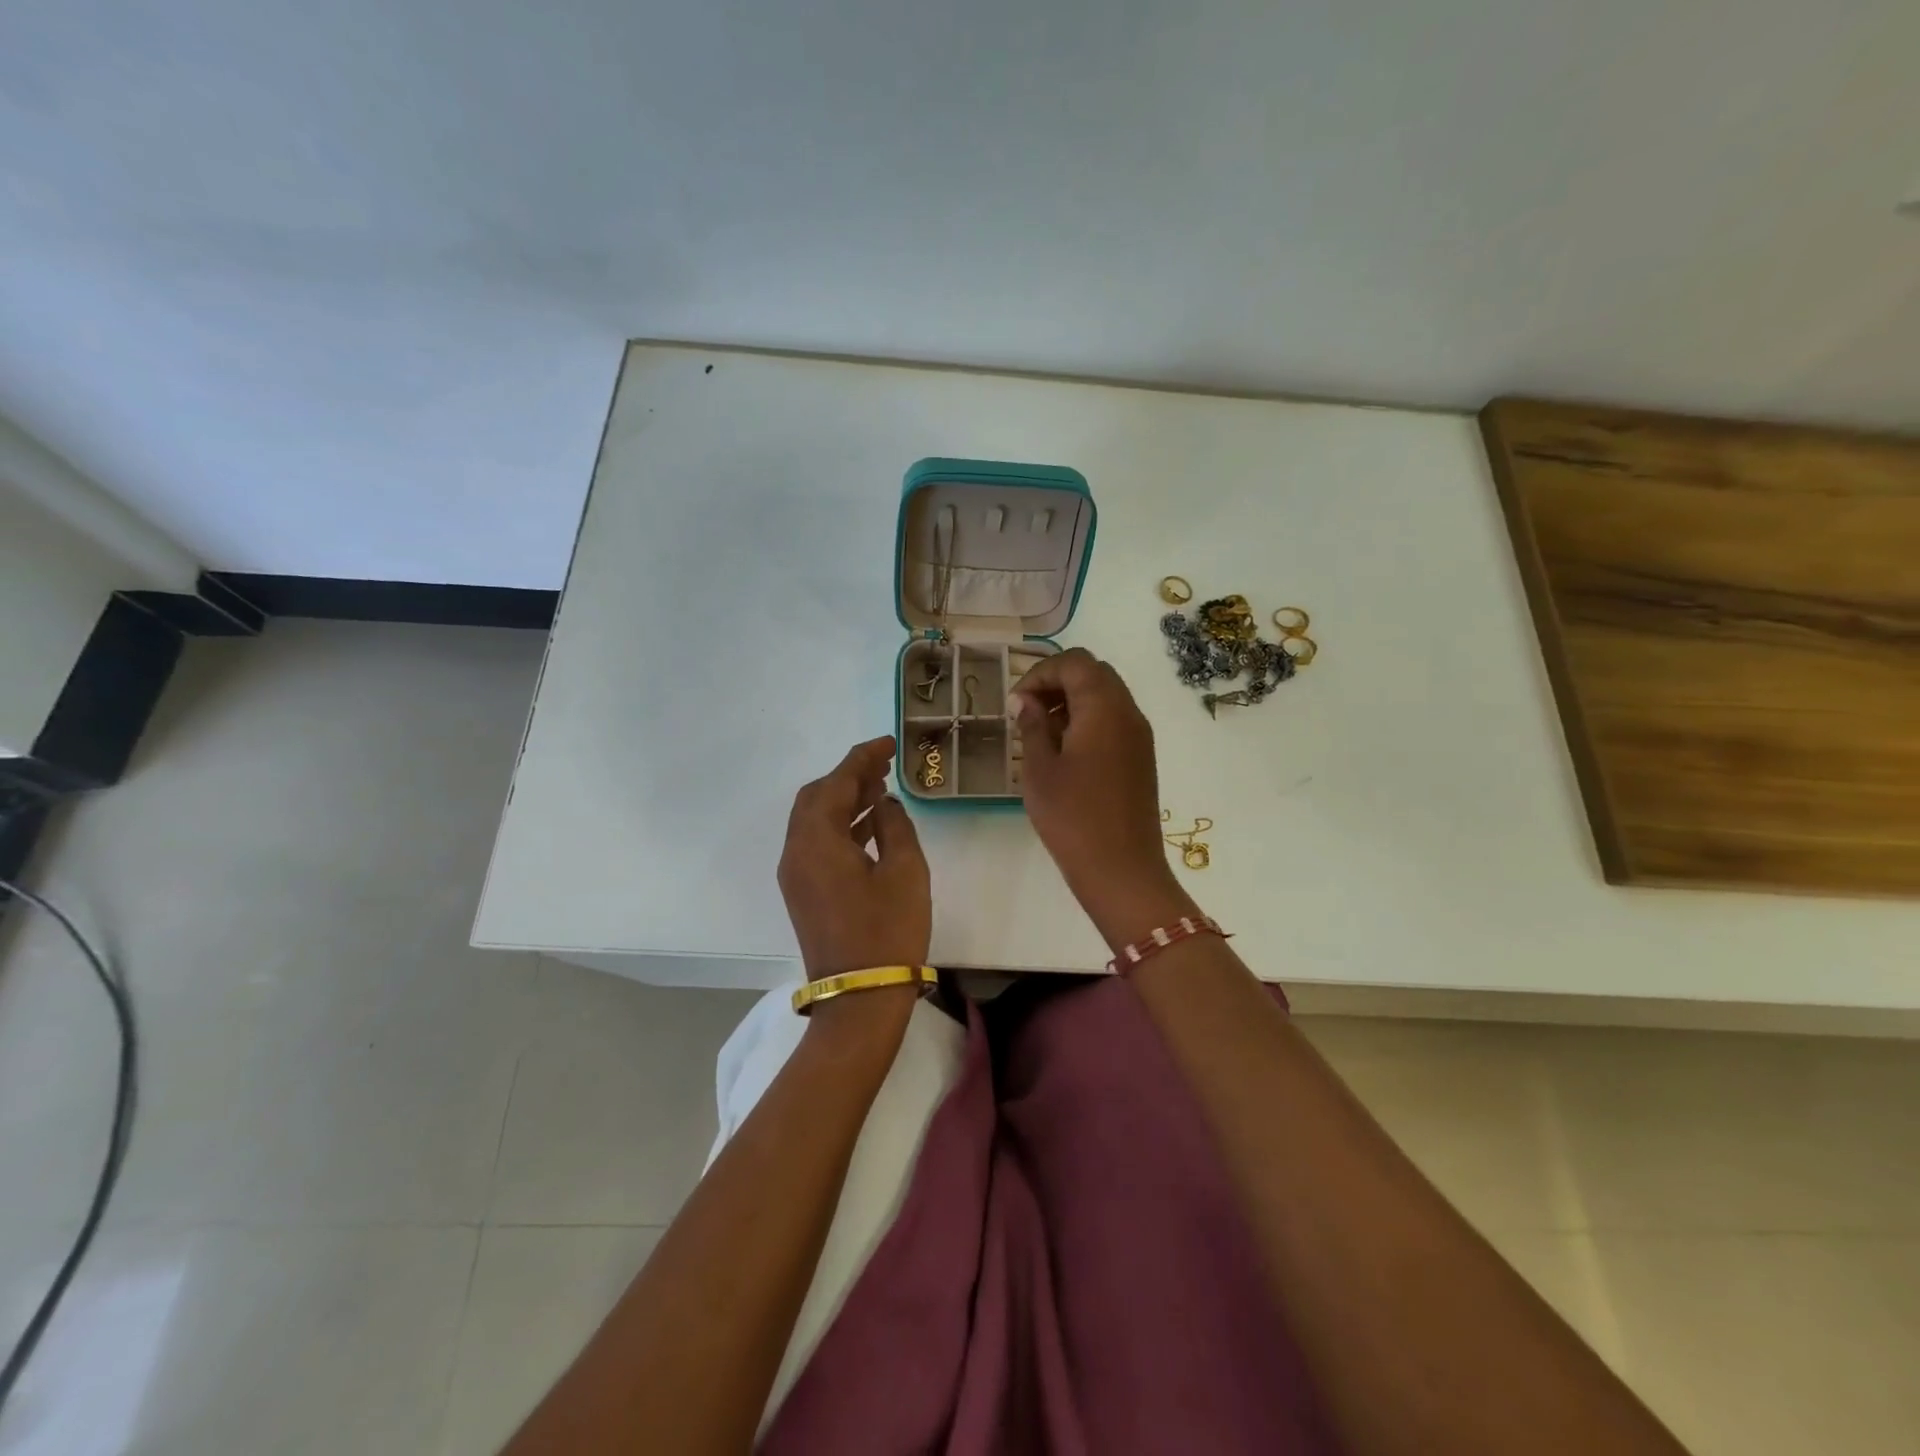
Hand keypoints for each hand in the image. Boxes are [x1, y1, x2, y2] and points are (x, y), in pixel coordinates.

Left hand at [777, 737, 931, 981]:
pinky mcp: (803, 893)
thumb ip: (894, 824)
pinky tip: (871, 825)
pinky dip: (841, 826)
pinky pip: (817, 843)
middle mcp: (796, 851)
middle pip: (816, 797)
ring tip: (881, 788)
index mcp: (817, 840)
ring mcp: (796, 874)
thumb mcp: (905, 870)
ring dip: (844, 800)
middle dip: (848, 776)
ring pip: (815, 820)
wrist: (861, 996)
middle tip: (884, 765)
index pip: (837, 783)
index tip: (888, 743)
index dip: (862, 758)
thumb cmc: (888, 930)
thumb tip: (883, 803)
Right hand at [1010, 650, 1195, 945]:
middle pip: (1094, 673)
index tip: (1015, 702)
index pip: (1074, 663)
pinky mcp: (1141, 758)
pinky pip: (1114, 721)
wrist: (1122, 869)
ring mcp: (1139, 736)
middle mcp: (1129, 713)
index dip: (1040, 673)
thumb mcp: (1040, 770)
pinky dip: (1088, 720)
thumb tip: (1025, 701)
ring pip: (1106, 696)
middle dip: (1057, 682)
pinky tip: (1065, 751)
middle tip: (1026, 711)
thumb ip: (1032, 726)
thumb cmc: (1073, 817)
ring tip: (1041, 732)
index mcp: (1104, 708)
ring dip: (1072, 701)